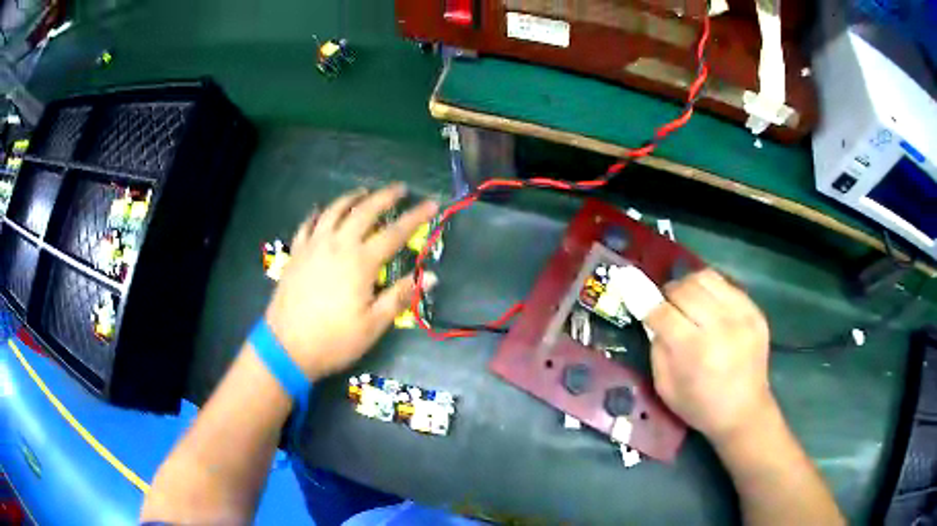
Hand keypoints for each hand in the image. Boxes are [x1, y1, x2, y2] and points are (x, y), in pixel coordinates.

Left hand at [264, 184, 437, 379]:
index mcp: (361, 262)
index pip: (395, 233)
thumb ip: (400, 296)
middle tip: (399, 188)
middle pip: (364, 211)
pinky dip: (318, 214)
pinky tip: (322, 211)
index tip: (431, 203)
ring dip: (352, 198)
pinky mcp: (297, 253)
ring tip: (363, 193)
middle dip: (385, 197)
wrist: (286, 346)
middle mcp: (338, 245)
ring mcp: (313, 246)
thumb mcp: (373, 324)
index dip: (415, 217)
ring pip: (334, 211)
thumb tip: (431, 277)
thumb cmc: (334, 339)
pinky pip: (308, 224)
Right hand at [645, 269, 774, 445]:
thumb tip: (653, 318)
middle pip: (684, 289)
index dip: (648, 305)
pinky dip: (711, 291)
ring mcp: (741, 316)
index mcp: (695, 351)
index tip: (642, 305)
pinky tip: (710, 306)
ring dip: (689, 286)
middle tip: (667, 307)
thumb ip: (657, 349)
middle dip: (669, 295)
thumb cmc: (700, 406)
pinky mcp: (755, 311)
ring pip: (705, 278)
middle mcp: (720, 327)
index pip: (663, 312)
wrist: (745, 412)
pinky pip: (726, 284)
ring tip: (689, 301)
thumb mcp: (665, 387)